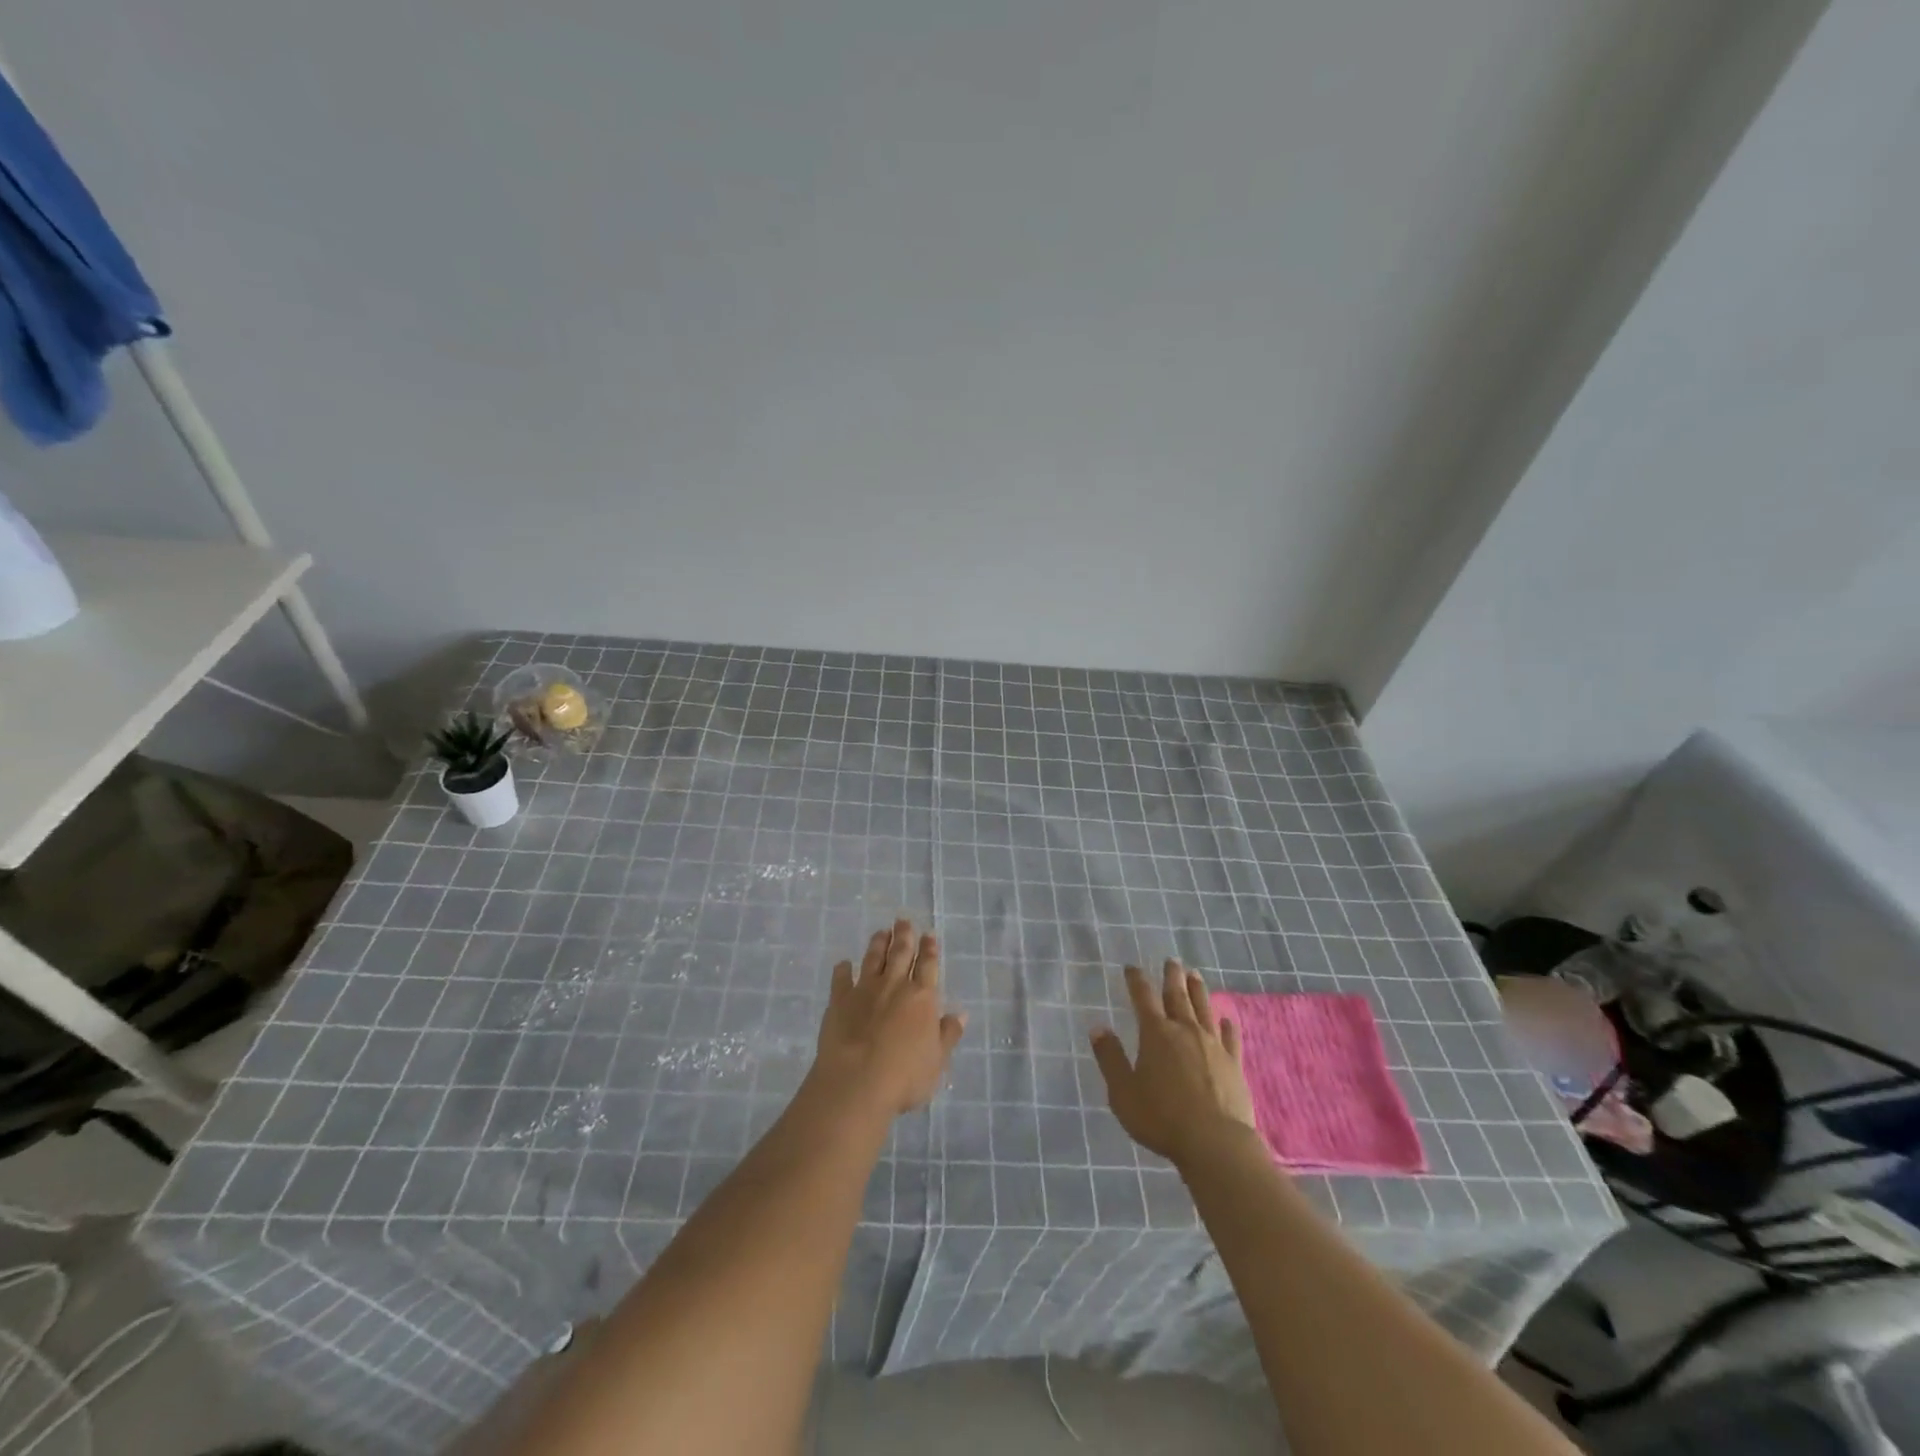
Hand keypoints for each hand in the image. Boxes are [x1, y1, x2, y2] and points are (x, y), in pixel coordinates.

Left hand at [808, 919, 966, 1119]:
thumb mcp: (937, 1060)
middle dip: (904, 936)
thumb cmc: (905, 1076)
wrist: (857, 1083)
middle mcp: (894, 985)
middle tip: (903, 921)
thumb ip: (948, 1034)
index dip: (929, 949)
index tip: (928, 934)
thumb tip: (960, 1013)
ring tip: (881, 932)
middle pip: (900, 953)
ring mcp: (865, 990)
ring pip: (873, 959)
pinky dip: (843, 969)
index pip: (927, 965)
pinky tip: (843, 963)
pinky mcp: (839, 1001)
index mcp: (922, 997)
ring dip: (878, 944)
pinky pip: (841, 979)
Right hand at [1090, 960, 1259, 1171]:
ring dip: (1198, 990)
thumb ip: (1110, 1058)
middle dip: (1172, 976)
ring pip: (1204, 1009)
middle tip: (1172, 960)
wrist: (1215, 1143)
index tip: (1131, 967)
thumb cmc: (1161, 1118)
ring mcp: (1212, 1045)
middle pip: (1178, 996)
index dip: (1136, 980)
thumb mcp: (1123, 1092)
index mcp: (1156, 1033)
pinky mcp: (1233, 1064)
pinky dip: (1227, 1025)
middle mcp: (1185, 1030)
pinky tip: (1227, 1018)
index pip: (1143, 997)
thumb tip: (1098, 1027)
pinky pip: (1230, 1037)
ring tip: (1195, 975)